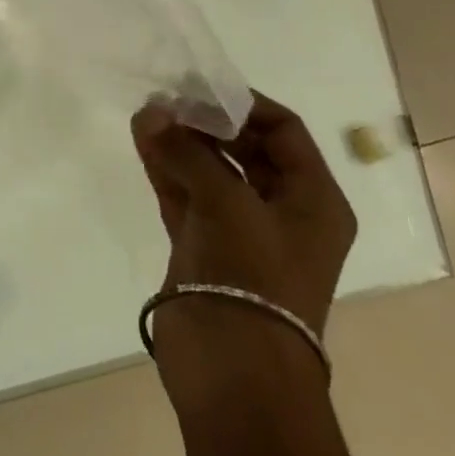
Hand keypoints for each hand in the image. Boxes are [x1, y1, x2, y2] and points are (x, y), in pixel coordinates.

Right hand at [132, 92, 355, 400]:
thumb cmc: (252, 277)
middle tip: (167, 98)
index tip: (200, 85)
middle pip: (245, 148)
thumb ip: (187, 150)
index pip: (284, 131)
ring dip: (180, 141)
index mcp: (312, 201)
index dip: (244, 104)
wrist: (233, 370)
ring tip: (146, 113)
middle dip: (206, 121)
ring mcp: (238, 229)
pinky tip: (142, 139)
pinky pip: (184, 192)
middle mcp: (280, 210)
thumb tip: (151, 111)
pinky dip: (165, 166)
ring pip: (209, 170)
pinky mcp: (203, 245)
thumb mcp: (227, 203)